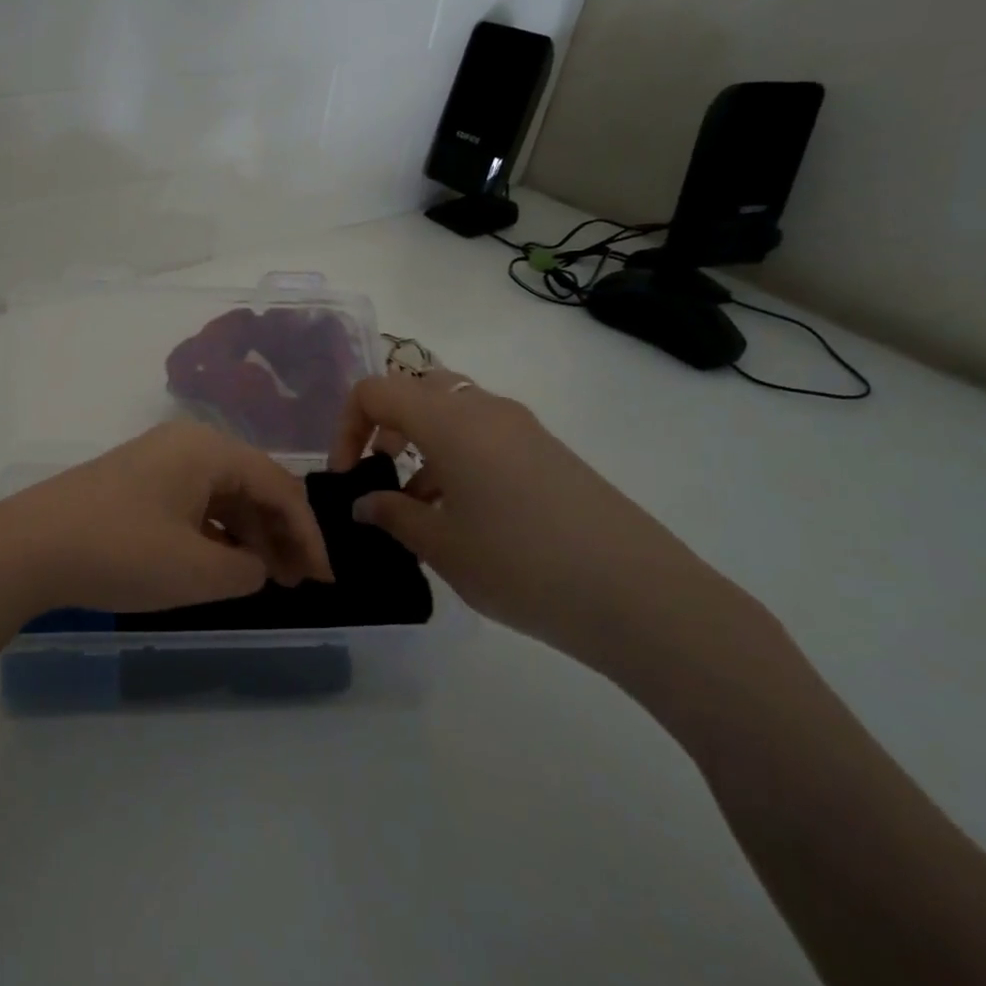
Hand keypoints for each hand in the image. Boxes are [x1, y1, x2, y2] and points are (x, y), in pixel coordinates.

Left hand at [0, 422, 332, 621]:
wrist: (26, 548)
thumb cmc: (121, 552)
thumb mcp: (196, 570)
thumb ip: (245, 568)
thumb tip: (256, 565)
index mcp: (209, 450)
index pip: (279, 487)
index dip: (309, 535)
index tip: (325, 580)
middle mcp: (186, 444)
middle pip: (251, 486)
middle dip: (280, 535)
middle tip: (299, 583)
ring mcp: (157, 461)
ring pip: (221, 496)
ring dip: (247, 536)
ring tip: (265, 579)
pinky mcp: (135, 483)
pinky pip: (191, 503)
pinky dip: (213, 533)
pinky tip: (221, 564)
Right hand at [330, 367, 744, 675]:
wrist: (639, 594)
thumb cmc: (521, 564)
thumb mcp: (442, 546)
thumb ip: (393, 515)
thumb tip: (365, 503)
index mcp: (450, 421)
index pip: (376, 391)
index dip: (347, 426)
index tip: (346, 474)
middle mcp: (485, 409)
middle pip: (416, 390)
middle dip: (385, 426)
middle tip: (379, 472)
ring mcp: (522, 428)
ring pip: (453, 412)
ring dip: (422, 444)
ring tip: (418, 506)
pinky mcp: (548, 452)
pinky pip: (485, 435)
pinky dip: (458, 457)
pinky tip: (462, 514)